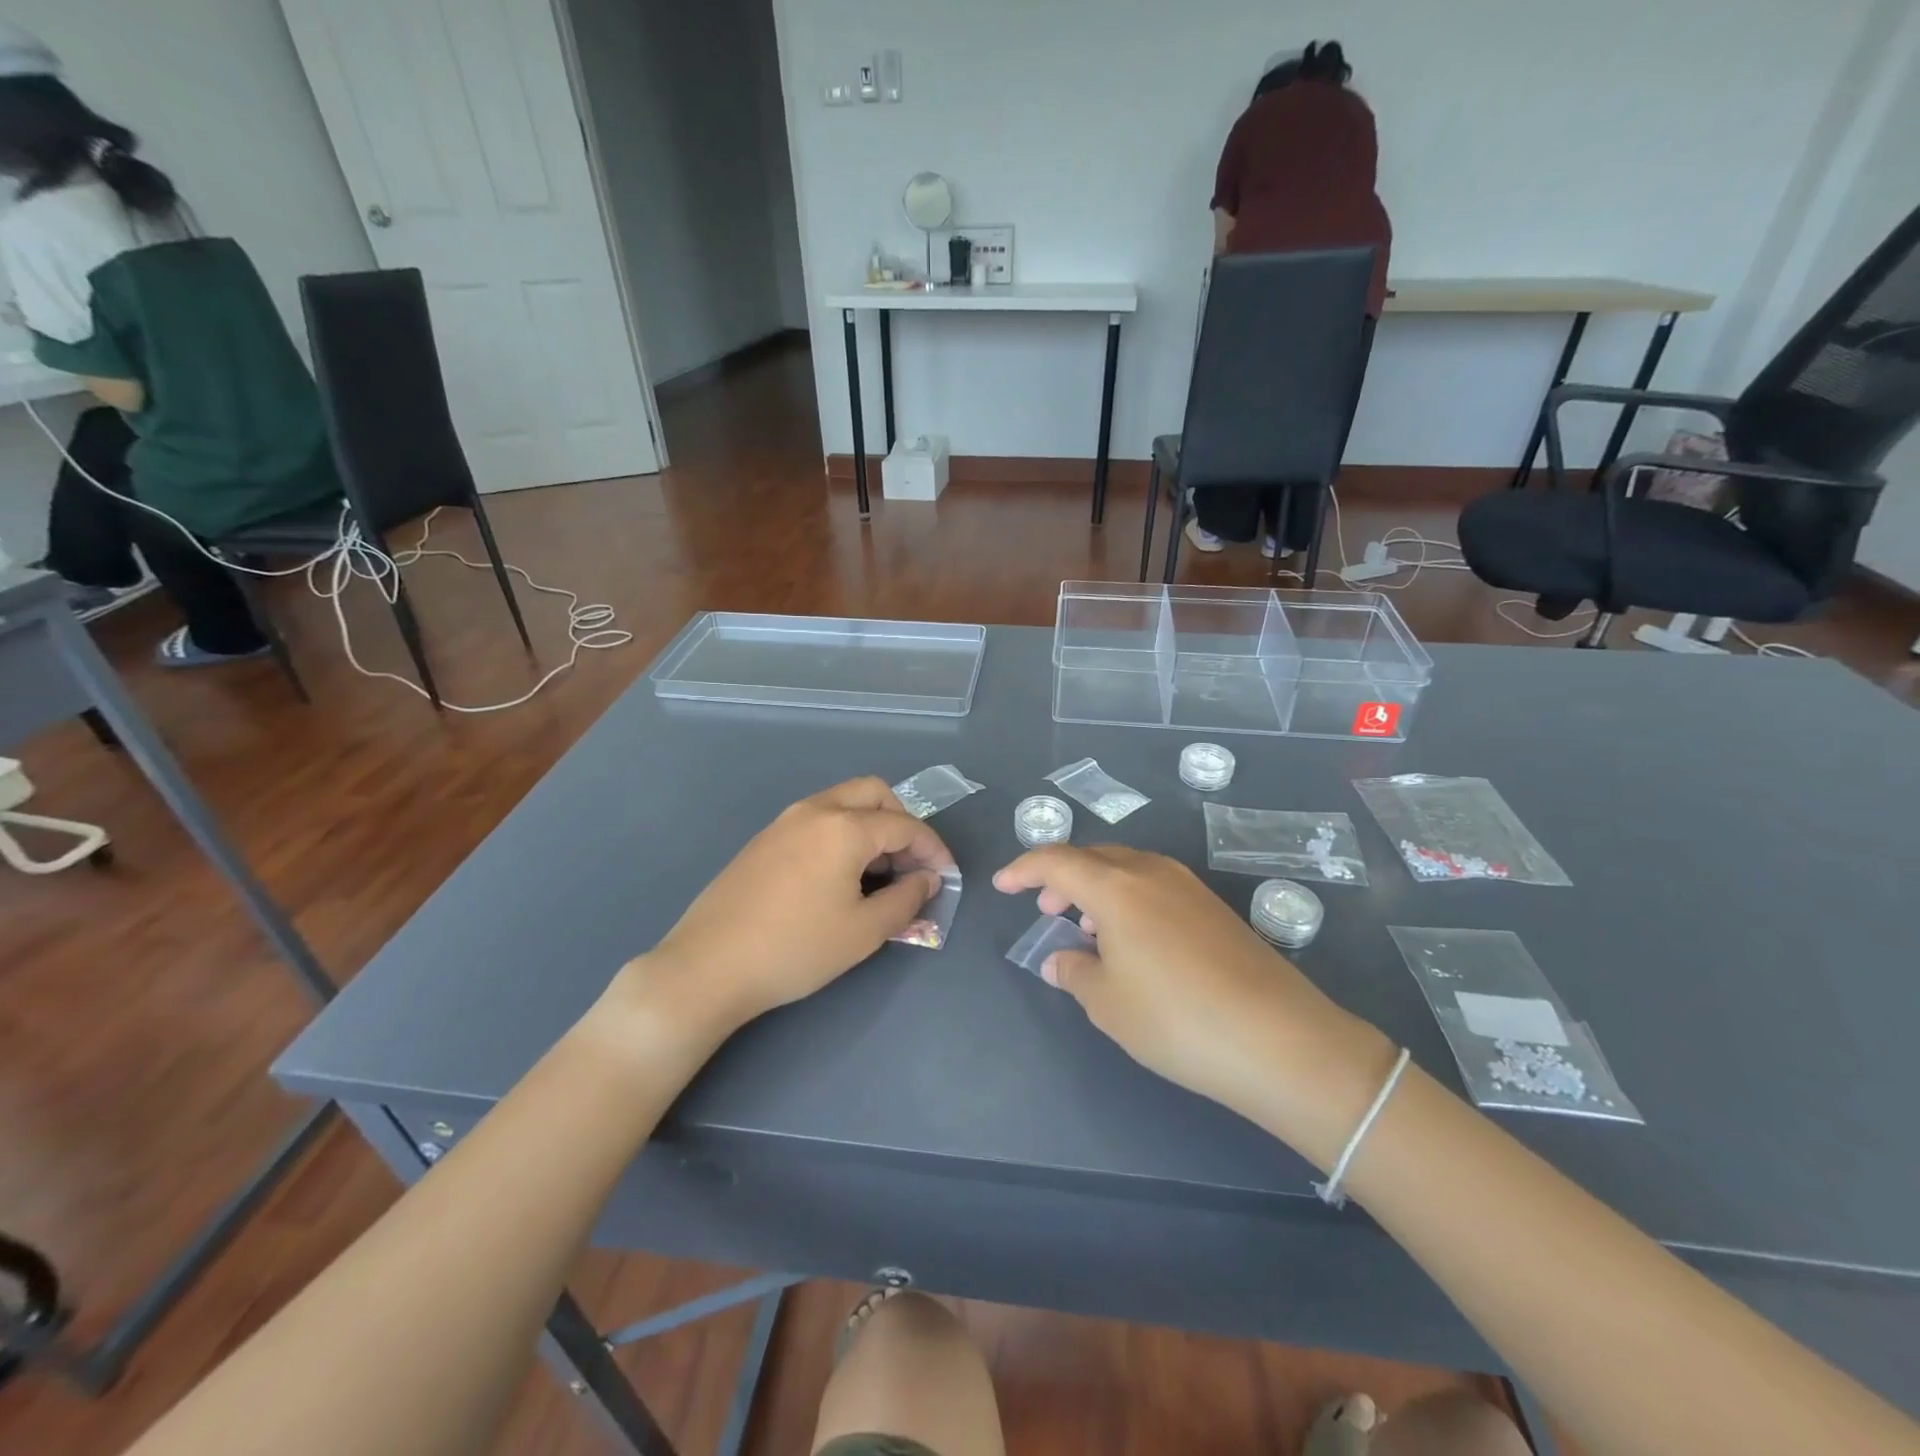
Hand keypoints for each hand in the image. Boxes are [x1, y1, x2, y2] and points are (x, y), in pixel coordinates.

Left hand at [624, 778, 953, 1040]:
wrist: (708, 966)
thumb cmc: (795, 949)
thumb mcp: (863, 931)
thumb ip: (906, 900)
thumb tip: (927, 880)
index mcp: (844, 827)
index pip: (905, 825)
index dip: (933, 849)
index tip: (946, 877)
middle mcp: (815, 810)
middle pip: (874, 793)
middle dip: (902, 822)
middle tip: (911, 864)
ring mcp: (784, 821)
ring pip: (843, 803)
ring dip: (871, 826)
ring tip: (879, 874)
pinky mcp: (764, 839)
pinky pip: (817, 819)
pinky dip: (842, 834)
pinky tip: (839, 876)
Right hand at [994, 846, 1391, 1155]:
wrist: (1279, 1039)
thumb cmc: (1175, 1019)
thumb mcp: (1108, 1004)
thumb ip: (1074, 973)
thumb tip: (1059, 960)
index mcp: (1116, 887)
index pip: (1057, 861)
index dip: (1024, 869)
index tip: (1003, 886)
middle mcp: (1151, 872)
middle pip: (1094, 857)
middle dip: (1062, 878)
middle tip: (1045, 910)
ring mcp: (1188, 886)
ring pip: (1127, 869)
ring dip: (1097, 888)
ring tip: (1087, 927)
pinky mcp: (1213, 907)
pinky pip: (1154, 886)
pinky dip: (1128, 900)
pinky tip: (1132, 940)